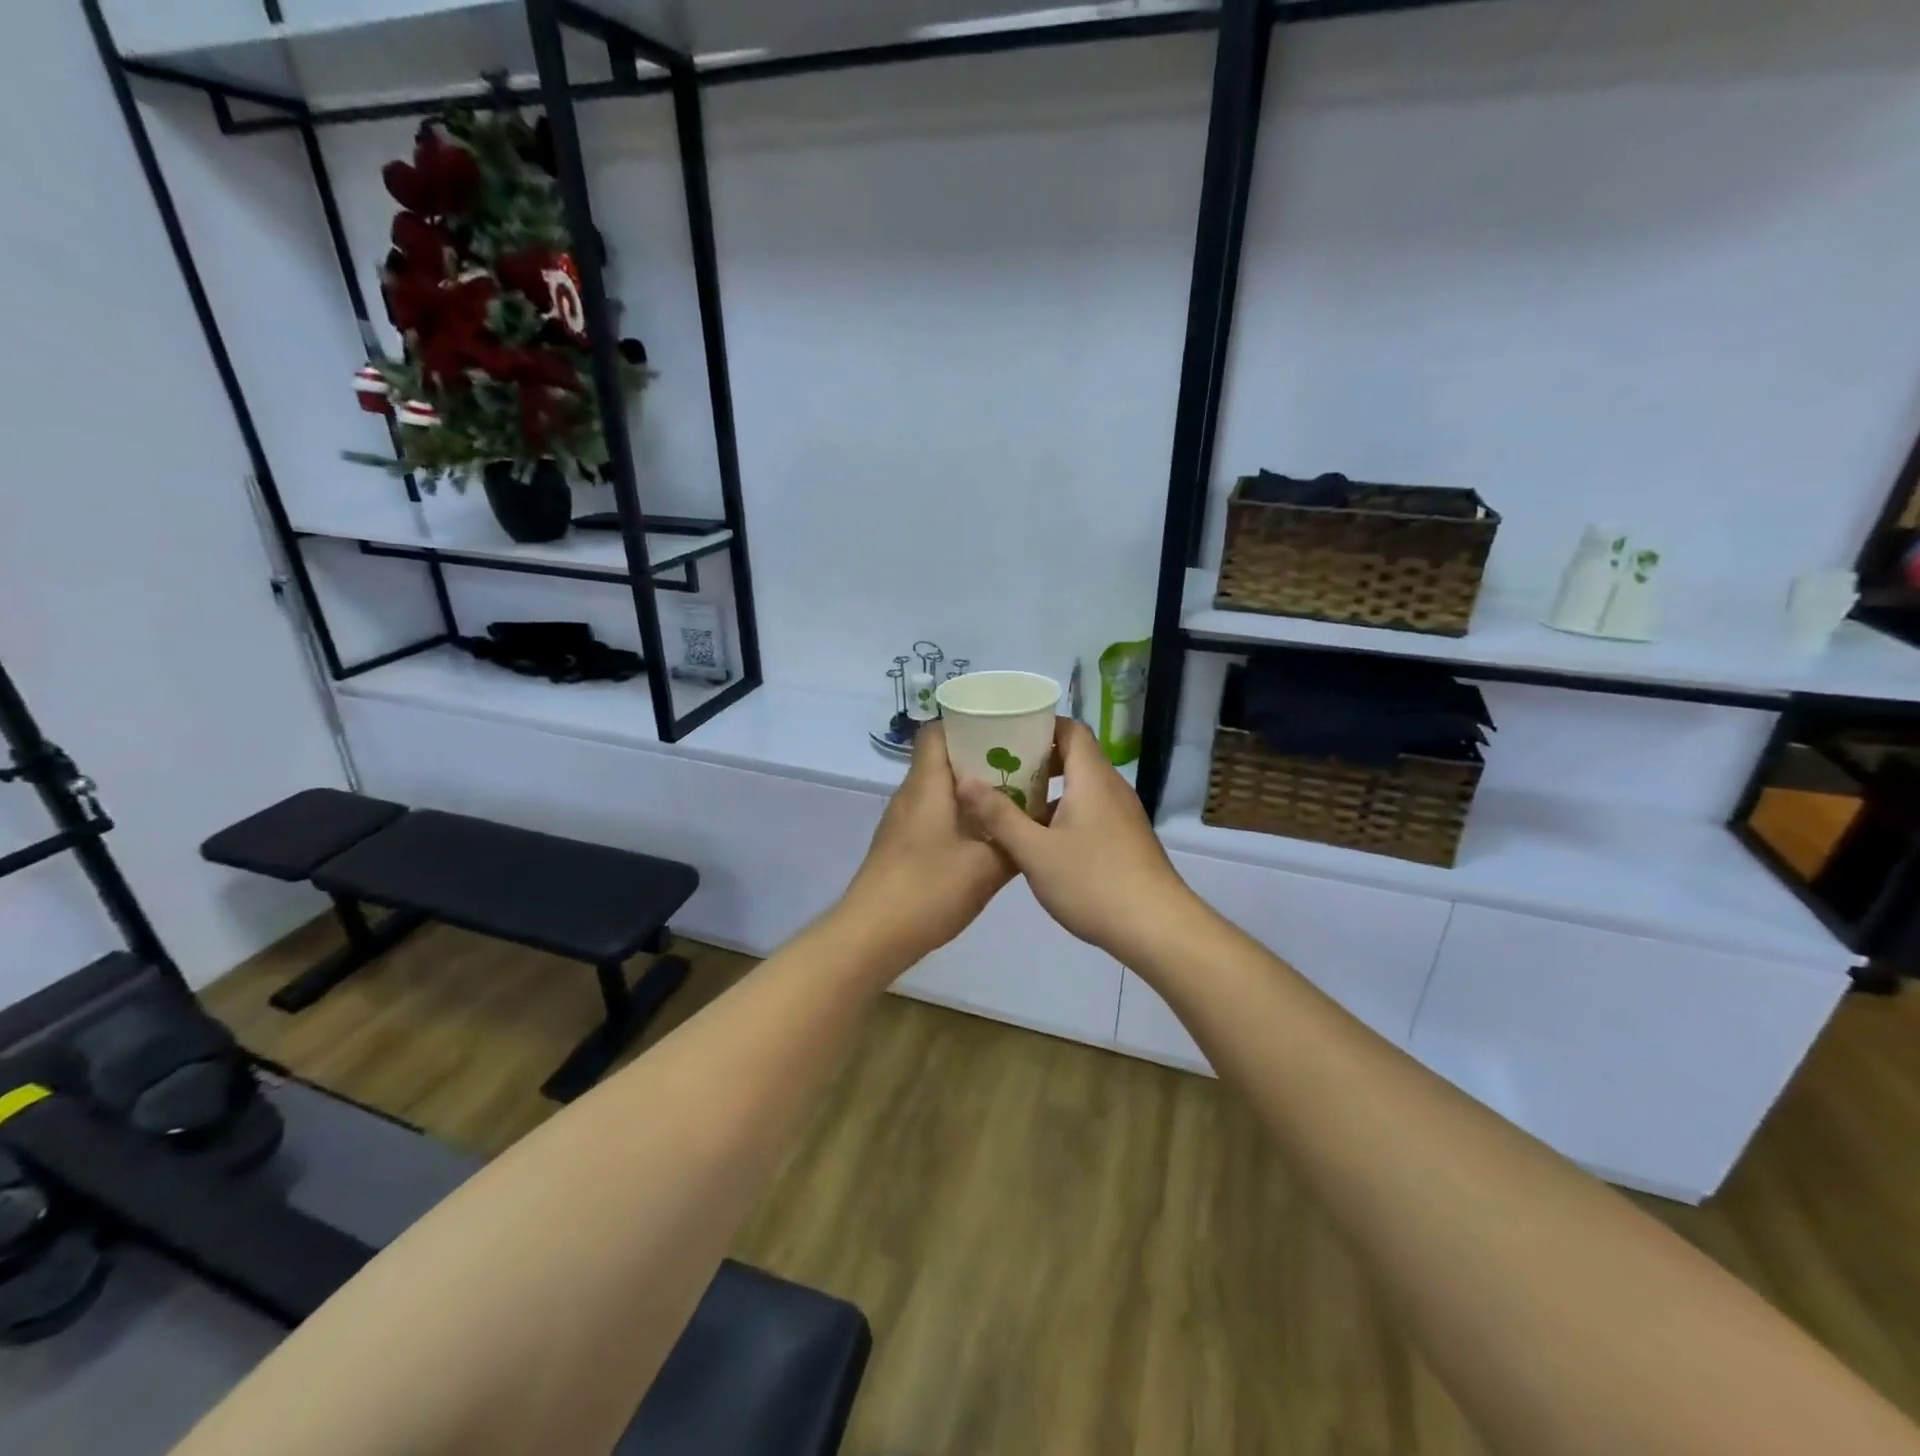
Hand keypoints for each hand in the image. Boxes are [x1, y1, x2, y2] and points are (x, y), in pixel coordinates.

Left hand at [837, 723, 1015, 969]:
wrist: (873, 934)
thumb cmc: (929, 890)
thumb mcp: (986, 868)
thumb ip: (1015, 841)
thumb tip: (1039, 821)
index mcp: (927, 786)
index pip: (936, 732)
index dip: (966, 725)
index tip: (1003, 731)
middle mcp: (911, 795)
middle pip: (941, 759)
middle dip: (980, 758)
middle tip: (1021, 766)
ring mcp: (902, 822)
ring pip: (938, 789)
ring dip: (971, 790)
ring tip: (1010, 799)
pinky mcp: (901, 845)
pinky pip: (932, 814)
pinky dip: (958, 815)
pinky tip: (984, 836)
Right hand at [955, 719, 1200, 963]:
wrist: (1156, 928)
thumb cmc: (1093, 881)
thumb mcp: (1035, 851)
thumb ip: (999, 815)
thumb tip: (964, 781)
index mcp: (1092, 778)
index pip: (1070, 729)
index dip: (1039, 725)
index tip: (1005, 733)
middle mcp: (1111, 788)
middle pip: (1074, 757)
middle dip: (1036, 760)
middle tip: (998, 769)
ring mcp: (1121, 815)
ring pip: (1081, 788)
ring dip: (1048, 791)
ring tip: (1009, 804)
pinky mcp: (1125, 840)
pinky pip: (1089, 812)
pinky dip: (1063, 814)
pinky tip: (1038, 840)